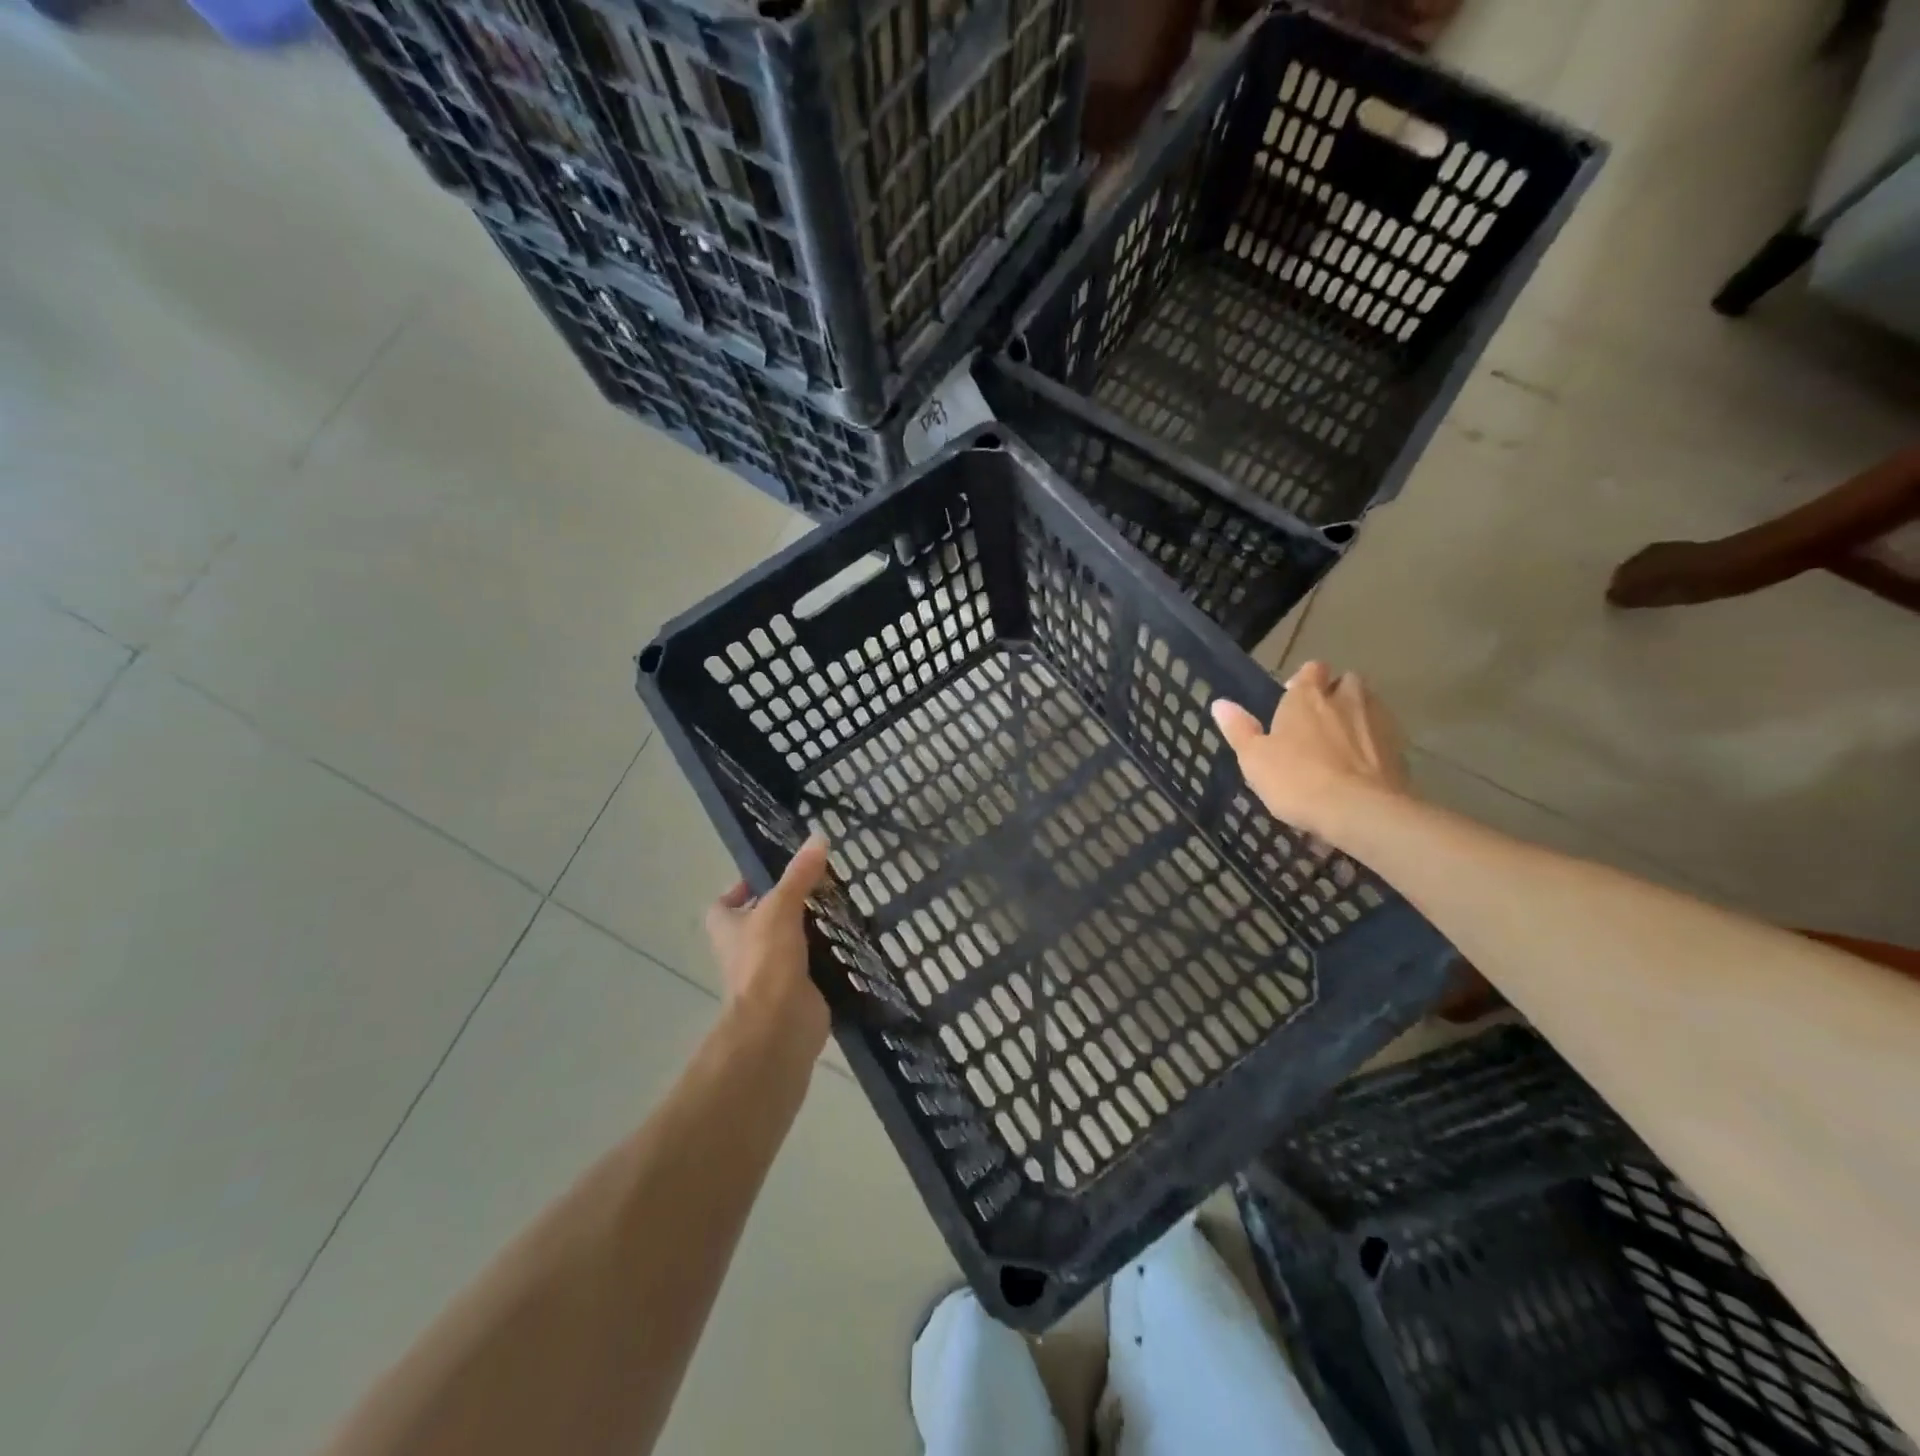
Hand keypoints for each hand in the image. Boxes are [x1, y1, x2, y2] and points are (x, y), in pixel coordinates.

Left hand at [706, 834, 832, 1056]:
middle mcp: (745, 953)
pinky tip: (853, 938)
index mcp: (728, 931)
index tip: (769, 876)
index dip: (739, 891)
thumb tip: (818, 837)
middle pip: (760, 924)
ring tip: (842, 906)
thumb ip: (799, 875)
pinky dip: (831, 956)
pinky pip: (815, 967)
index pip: (724, 906)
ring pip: (790, 945)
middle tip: (819, 885)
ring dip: (811, 931)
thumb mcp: (781, 907)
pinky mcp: (800, 991)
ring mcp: (772, 975)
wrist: (780, 1025)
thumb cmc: (766, 961)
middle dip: (786, 907)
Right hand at [1210, 662, 1410, 840]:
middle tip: (1321, 717)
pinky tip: (1362, 765)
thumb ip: (1239, 729)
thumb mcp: (1253, 758)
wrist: (1359, 810)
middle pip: (1346, 682)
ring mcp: (1377, 723)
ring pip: (1370, 705)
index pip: (1311, 670)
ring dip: (1358, 715)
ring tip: (1343, 741)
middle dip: (1337, 692)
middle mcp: (1345, 700)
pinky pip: (1385, 736)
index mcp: (1306, 697)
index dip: (1305, 680)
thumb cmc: (1295, 779)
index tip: (1295, 696)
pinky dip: (1374, 744)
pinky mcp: (1399, 749)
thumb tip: (1220, 703)